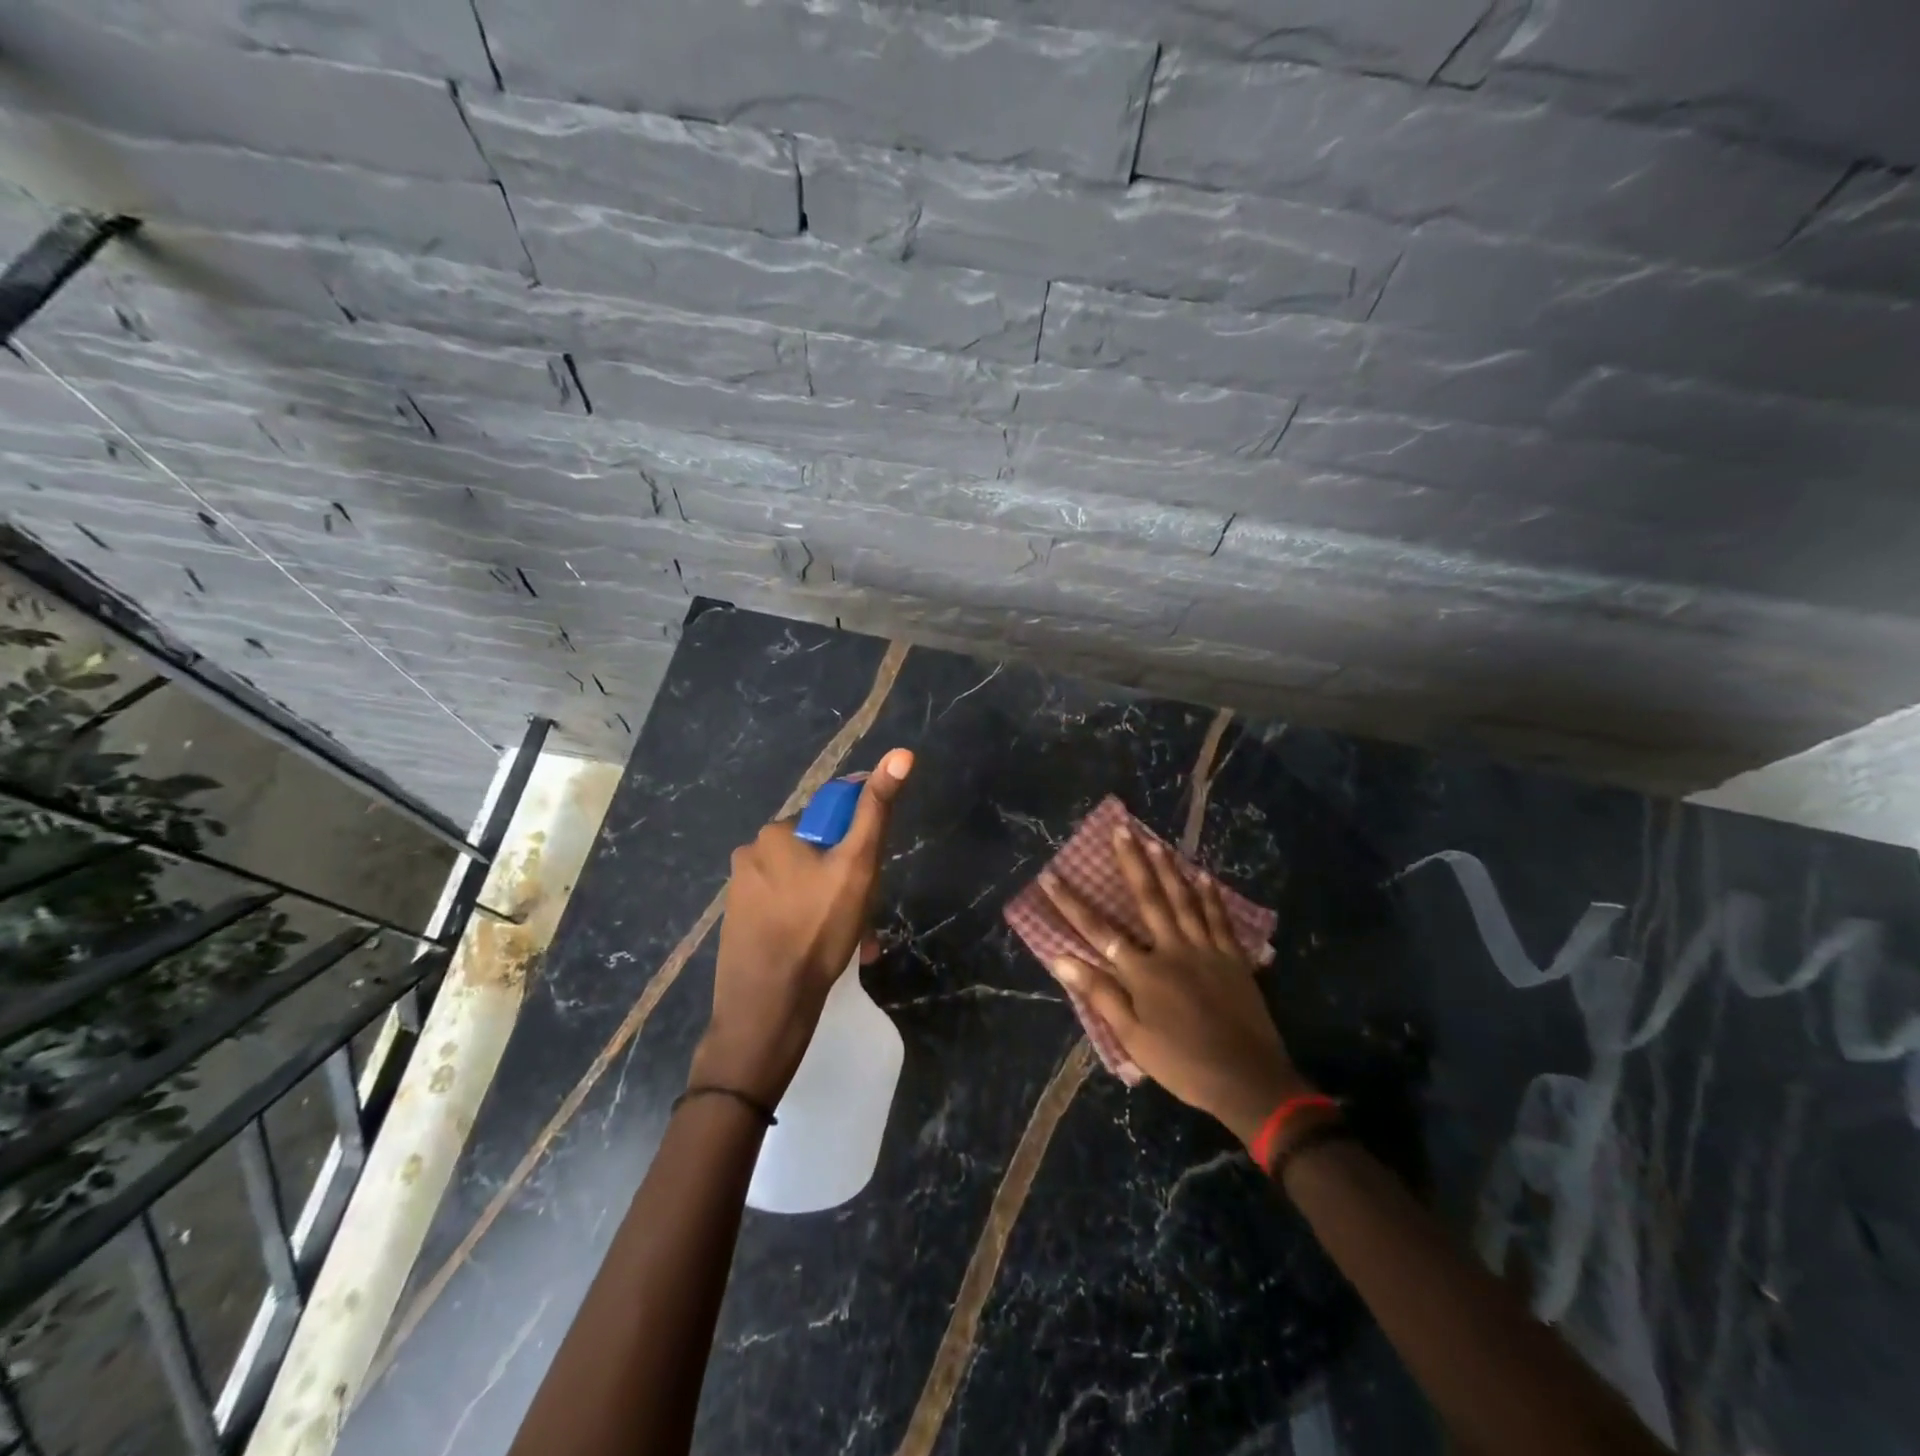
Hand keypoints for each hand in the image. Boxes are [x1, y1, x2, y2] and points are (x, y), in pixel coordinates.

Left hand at [692, 748, 912, 1104]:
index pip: (832, 817)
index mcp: (776, 832)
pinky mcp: (738, 924)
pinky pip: (784, 910)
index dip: (858, 844)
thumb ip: (877, 809)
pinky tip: (826, 954)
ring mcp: (740, 892)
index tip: (870, 877)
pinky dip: (809, 923)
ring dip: (832, 906)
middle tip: (866, 917)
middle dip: (846, 881)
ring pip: (803, 885)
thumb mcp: (857, 865)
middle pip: (818, 853)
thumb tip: (902, 753)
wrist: (766, 1009)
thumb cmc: (816, 929)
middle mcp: (751, 853)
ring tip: (853, 943)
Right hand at [1040, 824, 1313, 1145]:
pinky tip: (1203, 875)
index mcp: (1144, 972)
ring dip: (1168, 868)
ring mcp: (1206, 950)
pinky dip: (1210, 895)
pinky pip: (1219, 919)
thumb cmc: (1182, 1064)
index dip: (1071, 903)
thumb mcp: (1133, 1037)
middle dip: (1131, 862)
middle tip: (1120, 828)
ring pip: (1184, 899)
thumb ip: (1100, 994)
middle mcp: (1173, 950)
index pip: (1099, 930)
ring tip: (1155, 840)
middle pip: (1148, 898)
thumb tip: (1061, 959)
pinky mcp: (1233, 958)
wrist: (1248, 1080)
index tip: (1050, 876)